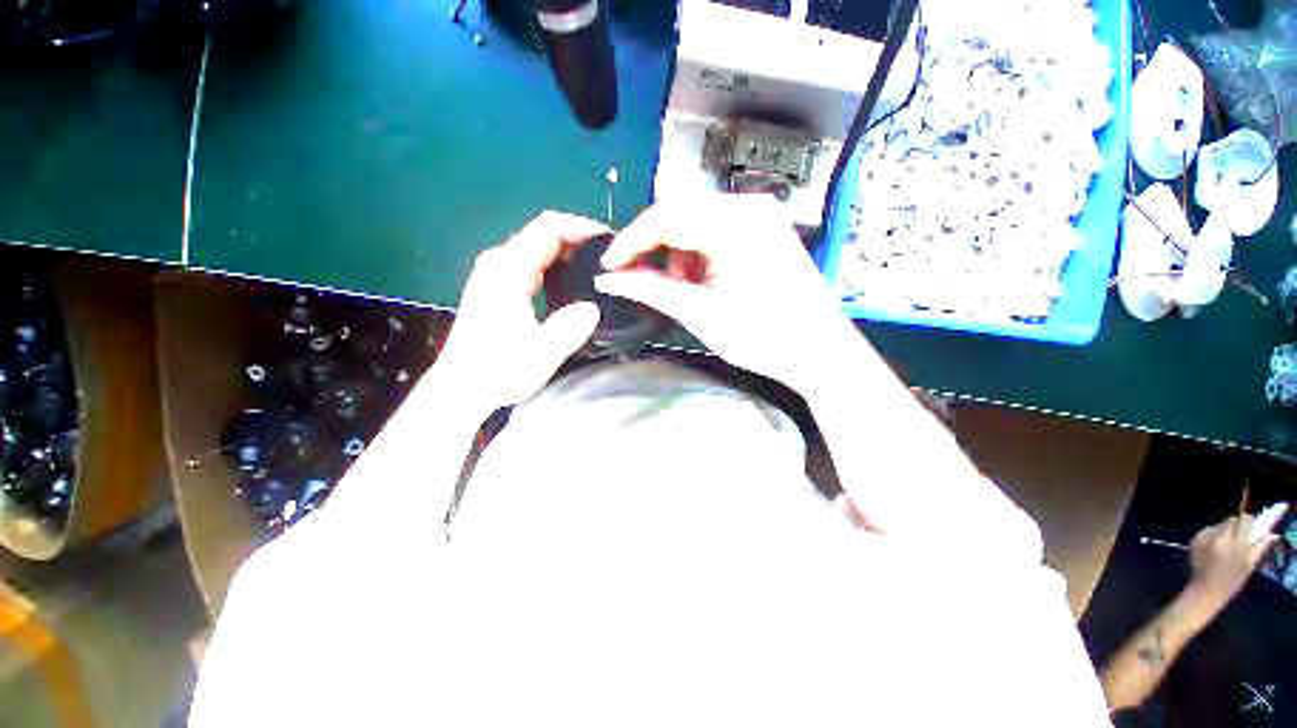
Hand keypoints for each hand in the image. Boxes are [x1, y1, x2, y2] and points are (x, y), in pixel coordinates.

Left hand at [436, 212, 605, 412]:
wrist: (461, 388)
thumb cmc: (497, 371)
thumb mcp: (540, 354)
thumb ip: (569, 329)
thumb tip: (593, 308)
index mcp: (508, 271)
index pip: (547, 229)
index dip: (580, 227)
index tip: (608, 240)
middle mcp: (499, 263)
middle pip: (541, 233)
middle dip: (577, 238)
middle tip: (608, 257)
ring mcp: (495, 274)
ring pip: (537, 247)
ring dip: (568, 251)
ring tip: (596, 267)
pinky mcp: (497, 287)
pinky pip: (531, 262)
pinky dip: (556, 264)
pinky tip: (572, 282)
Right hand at [594, 193, 860, 394]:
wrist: (820, 353)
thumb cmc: (764, 337)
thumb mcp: (700, 313)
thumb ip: (650, 289)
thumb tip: (610, 279)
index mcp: (736, 223)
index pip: (665, 216)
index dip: (631, 241)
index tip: (610, 266)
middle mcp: (750, 207)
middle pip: (680, 213)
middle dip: (654, 247)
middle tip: (640, 278)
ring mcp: (762, 216)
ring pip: (697, 221)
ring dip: (678, 252)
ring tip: (680, 287)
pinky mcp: (766, 230)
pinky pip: (717, 231)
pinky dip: (699, 253)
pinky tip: (702, 280)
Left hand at [1184, 515, 1279, 614]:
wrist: (1206, 589)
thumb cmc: (1232, 581)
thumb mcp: (1249, 565)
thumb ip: (1260, 547)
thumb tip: (1272, 534)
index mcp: (1235, 544)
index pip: (1243, 521)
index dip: (1248, 523)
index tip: (1251, 528)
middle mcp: (1218, 537)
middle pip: (1231, 521)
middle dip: (1236, 527)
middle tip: (1239, 539)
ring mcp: (1204, 537)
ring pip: (1219, 525)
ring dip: (1224, 531)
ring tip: (1226, 546)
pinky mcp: (1194, 538)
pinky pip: (1208, 530)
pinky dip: (1213, 534)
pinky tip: (1215, 547)